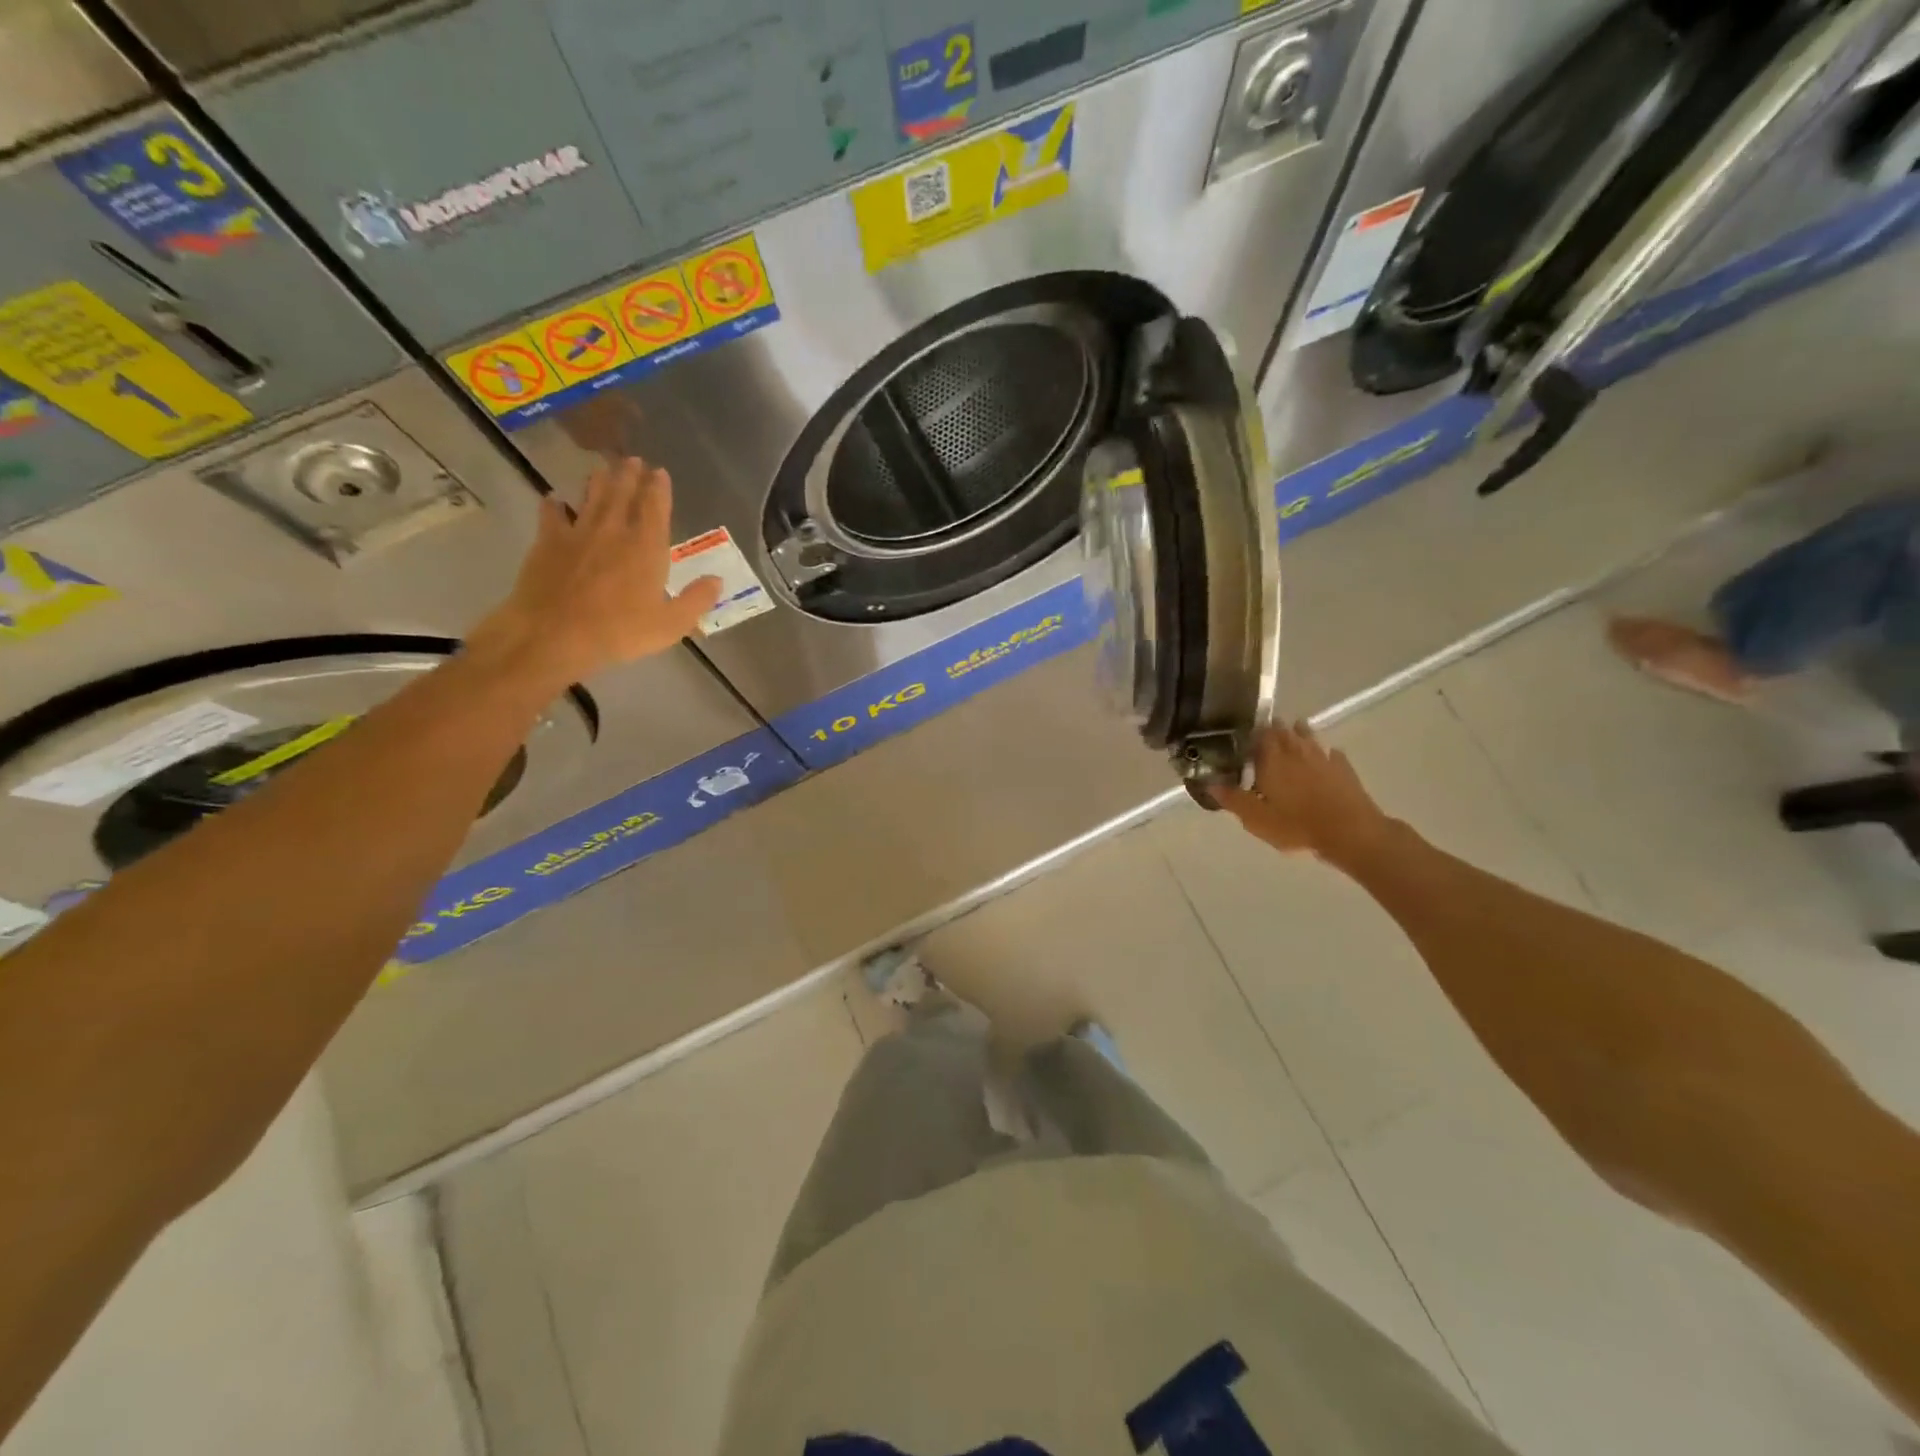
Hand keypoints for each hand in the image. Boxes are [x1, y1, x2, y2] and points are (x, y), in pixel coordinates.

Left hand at [472, 457, 721, 683]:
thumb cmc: (619, 632)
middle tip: (633, 459)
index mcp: (646, 548)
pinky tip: (554, 499)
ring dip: (599, 481)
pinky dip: (555, 505)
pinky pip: (552, 515)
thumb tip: (716, 580)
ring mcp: (578, 534)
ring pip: (591, 498)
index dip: (659, 488)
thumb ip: (696, 600)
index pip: (655, 508)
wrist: (555, 634)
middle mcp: (614, 531)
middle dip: (629, 474)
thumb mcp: (671, 624)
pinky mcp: (548, 543)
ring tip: (603, 468)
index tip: (660, 472)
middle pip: (622, 494)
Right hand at [1211, 722, 1393, 866]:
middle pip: (1284, 731)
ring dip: (1300, 733)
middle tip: (1267, 730)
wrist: (1349, 831)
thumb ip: (1232, 799)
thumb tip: (1209, 783)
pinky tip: (1327, 756)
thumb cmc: (1295, 824)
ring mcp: (1323, 757)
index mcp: (1271, 760)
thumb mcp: (1255, 818)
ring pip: (1309, 736)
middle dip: (1275, 729)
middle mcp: (1296, 751)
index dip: (1252, 732)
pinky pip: (1333, 754)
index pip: (1259, 735)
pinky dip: (1326, 753)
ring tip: (1295, 731)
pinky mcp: (1344, 769)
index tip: (1245, 733)